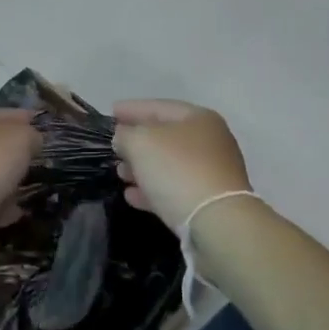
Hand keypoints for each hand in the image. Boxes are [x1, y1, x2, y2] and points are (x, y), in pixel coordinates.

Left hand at [0, 108, 38, 243]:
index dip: (25, 119)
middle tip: (38, 160)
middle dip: (14, 152)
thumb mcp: (21, 137)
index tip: (45, 129)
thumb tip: (32, 140)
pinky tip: (17, 210)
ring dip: (5, 180)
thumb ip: (31, 135)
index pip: (2, 113)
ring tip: (30, 187)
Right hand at [112, 99, 251, 233]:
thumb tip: (124, 137)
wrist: (217, 222)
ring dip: (142, 167)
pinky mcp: (209, 202)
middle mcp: (210, 142)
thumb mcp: (141, 143)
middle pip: (165, 136)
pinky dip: (153, 189)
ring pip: (169, 165)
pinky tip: (132, 196)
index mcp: (198, 118)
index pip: (159, 107)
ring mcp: (212, 173)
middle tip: (114, 146)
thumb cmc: (178, 170)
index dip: (132, 108)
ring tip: (120, 173)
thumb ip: (126, 134)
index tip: (111, 112)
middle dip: (136, 141)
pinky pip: (175, 189)